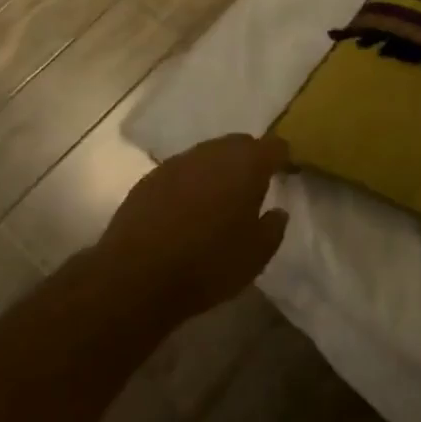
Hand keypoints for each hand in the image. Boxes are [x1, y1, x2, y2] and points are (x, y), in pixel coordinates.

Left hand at [95, 133, 291, 327]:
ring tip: (219, 199)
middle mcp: (213, 152)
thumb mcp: (256, 256)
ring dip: (217, 170)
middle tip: (252, 187)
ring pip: (208, 155)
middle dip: (249, 159)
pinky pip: (181, 172)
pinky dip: (190, 183)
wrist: (136, 277)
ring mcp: (178, 162)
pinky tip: (186, 210)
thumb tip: (277, 211)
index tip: (285, 173)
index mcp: (246, 164)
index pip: (274, 146)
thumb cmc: (208, 264)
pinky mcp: (150, 178)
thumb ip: (273, 227)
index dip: (282, 158)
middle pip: (239, 144)